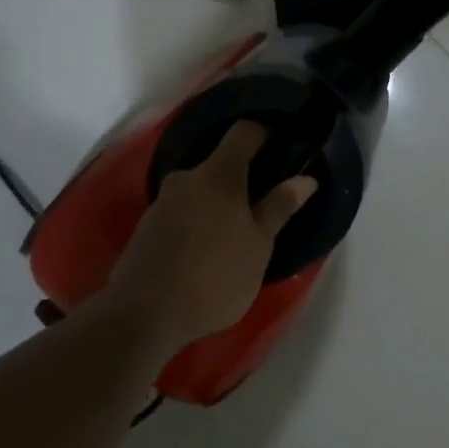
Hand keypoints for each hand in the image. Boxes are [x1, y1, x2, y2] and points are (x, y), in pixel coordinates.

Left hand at [106, 121, 318, 350]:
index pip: (244, 132)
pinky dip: (199, 218)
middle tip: (264, 201)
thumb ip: (280, 207)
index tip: (283, 146)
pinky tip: (208, 246)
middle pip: (221, 162)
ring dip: (220, 201)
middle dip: (243, 176)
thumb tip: (306, 178)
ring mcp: (163, 201)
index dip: (266, 133)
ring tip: (237, 230)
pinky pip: (183, 209)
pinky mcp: (147, 225)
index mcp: (218, 174)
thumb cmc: (214, 276)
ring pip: (200, 188)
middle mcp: (187, 177)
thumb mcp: (258, 246)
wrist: (142, 315)